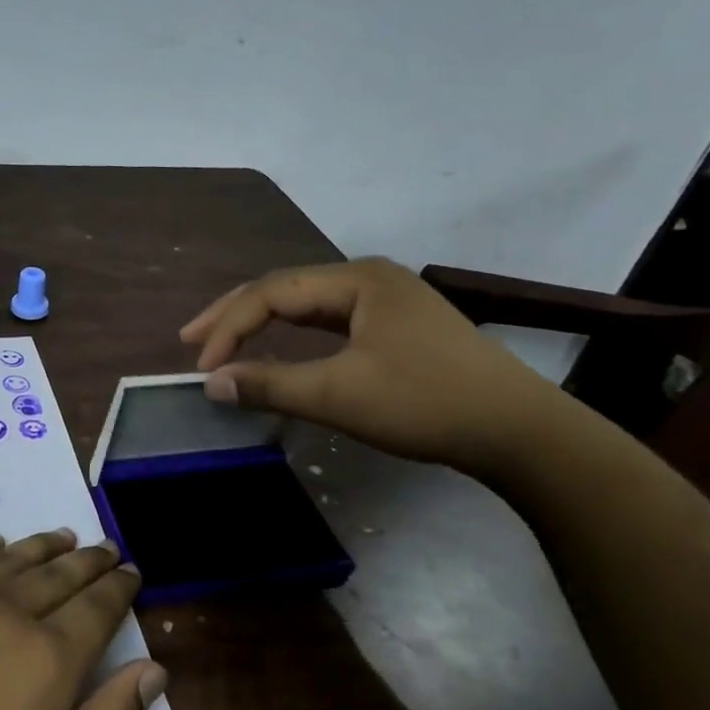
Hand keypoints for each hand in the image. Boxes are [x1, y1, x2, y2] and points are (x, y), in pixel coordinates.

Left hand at [0, 529, 164, 709]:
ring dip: (44, 546)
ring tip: (64, 538)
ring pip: (12, 556)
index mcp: (46, 659)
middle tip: (107, 550)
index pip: (98, 607)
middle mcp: (4, 611)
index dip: (119, 588)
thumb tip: (153, 669)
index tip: (132, 573)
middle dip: (90, 560)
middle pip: (60, 573)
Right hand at [180, 257, 561, 474]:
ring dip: (262, 324)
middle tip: (190, 339)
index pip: (272, 293)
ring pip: (307, 305)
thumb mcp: (340, 395)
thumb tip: (211, 384)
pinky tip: (279, 345)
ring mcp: (386, 301)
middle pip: (285, 289)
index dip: (229, 328)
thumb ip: (271, 385)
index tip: (202, 368)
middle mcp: (368, 278)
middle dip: (235, 315)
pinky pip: (329, 322)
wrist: (519, 431)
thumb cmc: (426, 403)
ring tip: (222, 341)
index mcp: (356, 279)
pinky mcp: (396, 327)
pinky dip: (294, 336)